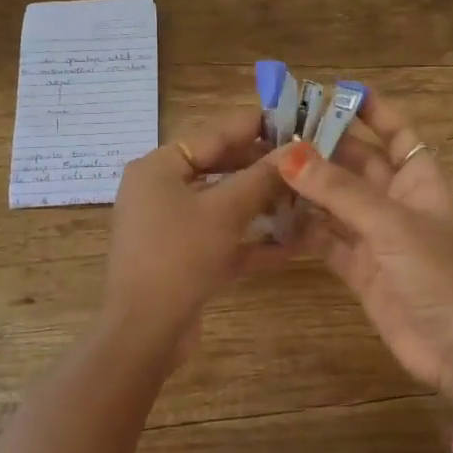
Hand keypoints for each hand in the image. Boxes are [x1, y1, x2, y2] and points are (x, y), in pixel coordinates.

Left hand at [103, 108, 290, 356]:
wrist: (145, 331)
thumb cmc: (180, 255)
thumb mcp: (225, 211)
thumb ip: (261, 178)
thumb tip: (296, 151)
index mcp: (159, 167)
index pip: (214, 134)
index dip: (255, 126)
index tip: (295, 120)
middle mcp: (160, 191)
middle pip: (218, 168)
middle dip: (262, 168)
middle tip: (306, 161)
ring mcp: (169, 227)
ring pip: (222, 205)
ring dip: (261, 204)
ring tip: (304, 196)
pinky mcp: (182, 258)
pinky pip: (221, 239)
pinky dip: (251, 240)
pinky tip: (292, 244)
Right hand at [278, 92, 452, 407]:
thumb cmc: (438, 274)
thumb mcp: (391, 224)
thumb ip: (339, 190)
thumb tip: (288, 154)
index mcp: (420, 178)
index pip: (396, 132)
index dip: (370, 110)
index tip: (331, 92)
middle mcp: (397, 200)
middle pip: (357, 163)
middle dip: (322, 147)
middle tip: (274, 131)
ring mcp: (376, 235)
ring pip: (336, 200)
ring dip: (306, 186)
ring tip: (262, 166)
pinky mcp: (359, 267)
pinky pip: (325, 238)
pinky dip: (302, 228)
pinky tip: (271, 215)